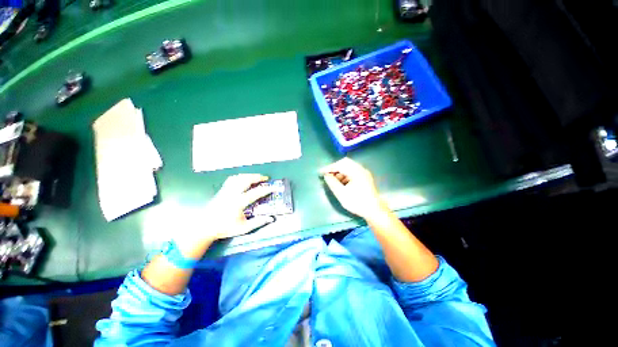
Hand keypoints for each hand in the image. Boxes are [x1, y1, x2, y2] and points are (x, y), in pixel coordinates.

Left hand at [205, 174, 275, 239]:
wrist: (205, 227)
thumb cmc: (225, 228)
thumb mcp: (243, 228)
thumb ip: (257, 222)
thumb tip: (270, 218)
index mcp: (238, 203)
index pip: (255, 193)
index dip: (266, 189)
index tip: (274, 187)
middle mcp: (232, 194)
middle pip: (246, 180)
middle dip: (257, 177)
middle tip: (265, 178)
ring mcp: (226, 190)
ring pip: (239, 177)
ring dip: (249, 175)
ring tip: (256, 177)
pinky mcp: (222, 190)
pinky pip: (232, 179)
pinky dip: (240, 177)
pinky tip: (243, 179)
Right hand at [320, 158, 387, 219]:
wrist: (374, 211)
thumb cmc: (357, 202)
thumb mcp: (341, 193)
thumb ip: (332, 183)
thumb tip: (326, 175)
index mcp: (356, 171)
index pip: (340, 164)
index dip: (329, 168)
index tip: (321, 172)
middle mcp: (361, 169)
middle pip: (345, 163)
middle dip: (335, 168)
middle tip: (328, 175)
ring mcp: (364, 173)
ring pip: (349, 167)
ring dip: (341, 172)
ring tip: (334, 181)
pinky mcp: (365, 178)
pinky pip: (353, 172)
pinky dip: (346, 175)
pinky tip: (342, 183)